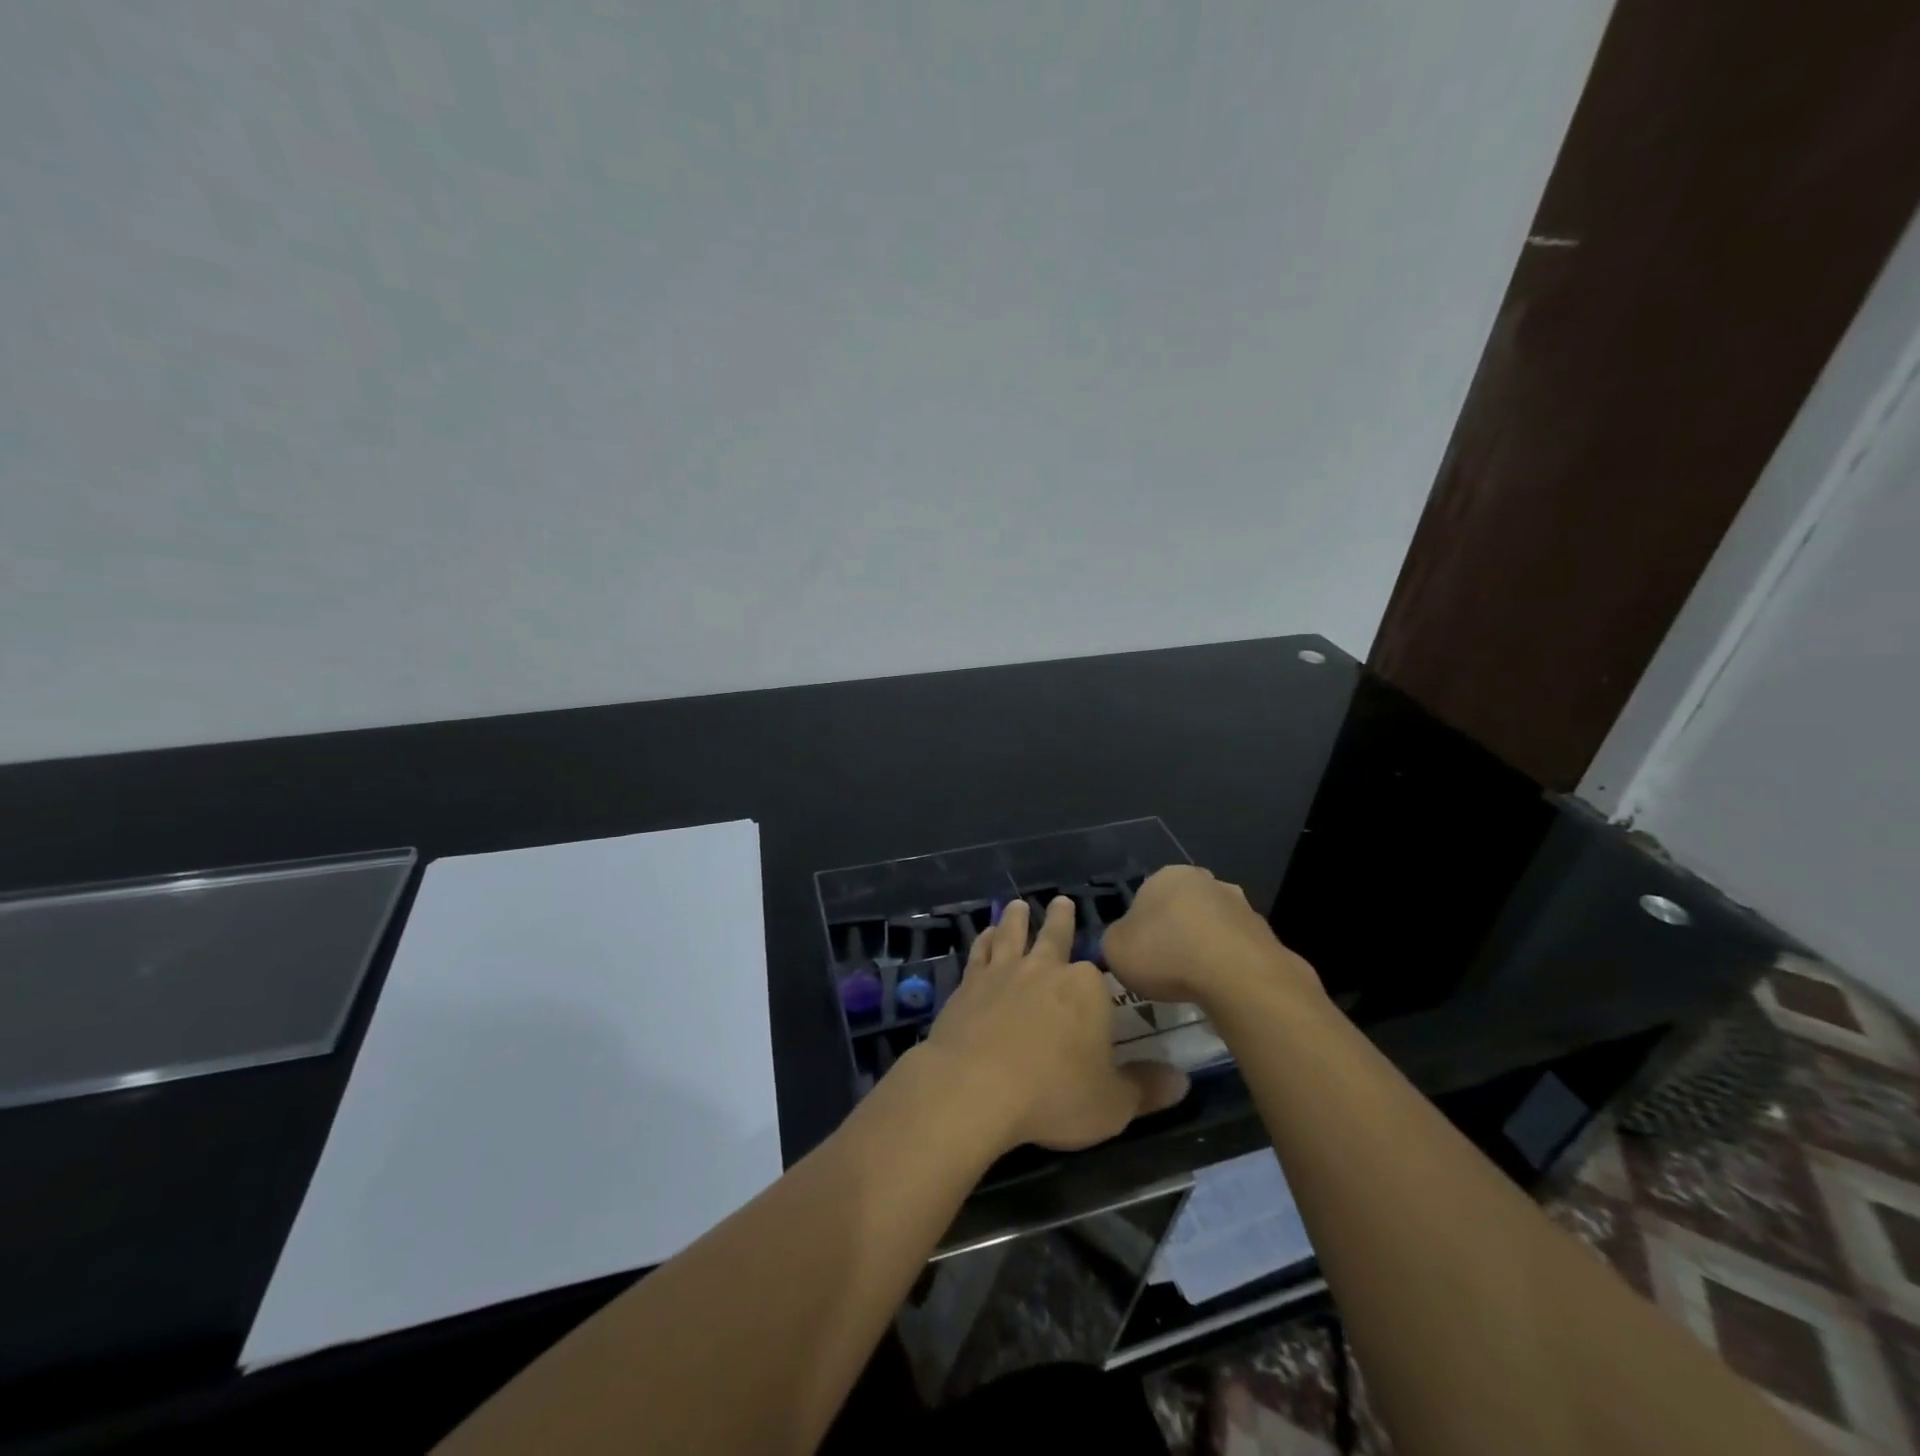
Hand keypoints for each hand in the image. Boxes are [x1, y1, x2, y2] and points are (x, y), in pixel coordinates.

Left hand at [917, 897, 1189, 1153]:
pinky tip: (985, 934)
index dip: (1099, 979)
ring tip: (1019, 905)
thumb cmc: (1052, 1095)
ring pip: (1013, 934)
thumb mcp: (1112, 1103)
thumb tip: (1183, 1080)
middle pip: (1056, 935)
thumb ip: (1146, 1089)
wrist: (975, 1087)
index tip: (1099, 978)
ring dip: (1018, 918)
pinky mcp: (969, 983)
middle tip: (1062, 901)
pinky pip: (979, 952)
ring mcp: (1003, 971)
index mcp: (1085, 988)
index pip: (1098, 974)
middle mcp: (1045, 968)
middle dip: (1061, 918)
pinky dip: (983, 939)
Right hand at [1101, 865, 1321, 1010]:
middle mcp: (1206, 881)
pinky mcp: (1265, 934)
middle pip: (1182, 907)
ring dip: (1203, 947)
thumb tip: (1125, 941)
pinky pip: (1236, 950)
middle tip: (1165, 967)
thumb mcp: (1114, 949)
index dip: (1139, 927)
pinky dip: (1227, 965)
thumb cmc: (1165, 954)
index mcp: (1167, 875)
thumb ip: (1115, 940)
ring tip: (1194, 983)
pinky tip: (1220, 989)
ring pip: (1212, 926)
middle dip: (1175, 932)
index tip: (1139, 954)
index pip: (1145, 896)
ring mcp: (1241, 905)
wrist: (1237, 976)